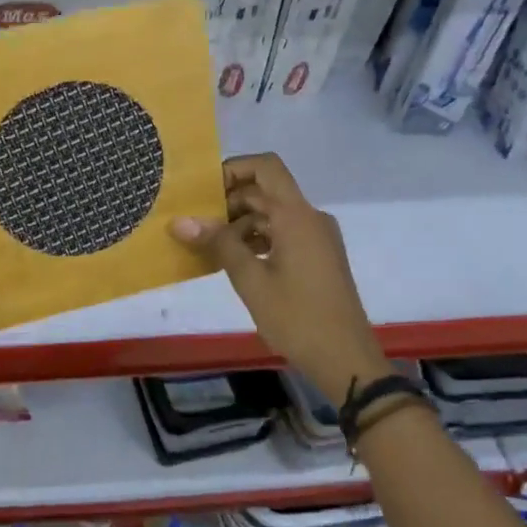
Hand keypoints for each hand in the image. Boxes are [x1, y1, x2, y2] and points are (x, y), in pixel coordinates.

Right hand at [171, 153, 386, 403]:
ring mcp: (316, 237)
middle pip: (265, 191)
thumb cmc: (297, 318)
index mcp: (296, 216)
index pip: (265, 167)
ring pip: (272, 213)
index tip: (202, 192)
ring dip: (239, 222)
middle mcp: (309, 218)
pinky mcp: (317, 257)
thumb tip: (180, 221)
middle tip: (193, 223)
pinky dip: (256, 238)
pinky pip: (282, 233)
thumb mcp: (250, 280)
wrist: (346, 359)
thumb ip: (218, 244)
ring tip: (206, 245)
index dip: (232, 169)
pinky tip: (232, 260)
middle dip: (227, 201)